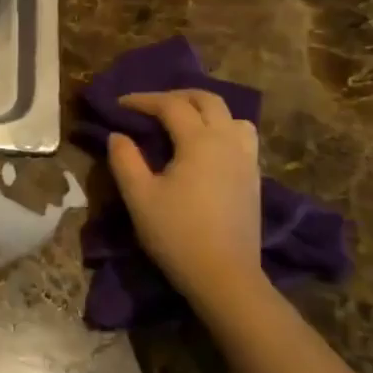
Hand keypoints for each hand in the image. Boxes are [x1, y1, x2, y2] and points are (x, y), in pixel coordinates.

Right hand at [107, 91, 263, 320]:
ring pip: (232, 116)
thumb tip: (118, 136)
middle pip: (208, 100)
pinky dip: (221, 130)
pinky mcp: (254, 179)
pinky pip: (242, 138)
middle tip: (151, 106)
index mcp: (199, 141)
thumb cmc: (177, 234)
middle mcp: (227, 141)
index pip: (170, 105)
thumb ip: (125, 160)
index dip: (143, 100)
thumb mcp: (139, 197)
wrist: (225, 276)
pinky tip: (205, 150)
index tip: (120, 104)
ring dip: (206, 111)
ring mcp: (246, 160)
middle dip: (177, 96)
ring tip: (184, 123)